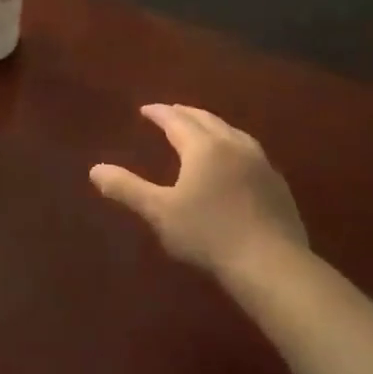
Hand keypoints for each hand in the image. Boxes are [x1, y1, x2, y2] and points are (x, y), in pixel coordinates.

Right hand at [89, 104, 307, 282]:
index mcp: (203, 147)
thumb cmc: (208, 234)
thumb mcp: (159, 212)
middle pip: (207, 120)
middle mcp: (233, 146)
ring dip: (212, 126)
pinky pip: (249, 151)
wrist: (271, 263)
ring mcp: (260, 163)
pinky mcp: (277, 184)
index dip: (159, 113)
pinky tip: (233, 161)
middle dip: (185, 114)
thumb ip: (127, 188)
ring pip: (232, 132)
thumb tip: (95, 170)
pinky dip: (232, 145)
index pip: (177, 121)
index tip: (146, 109)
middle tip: (171, 112)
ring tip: (202, 130)